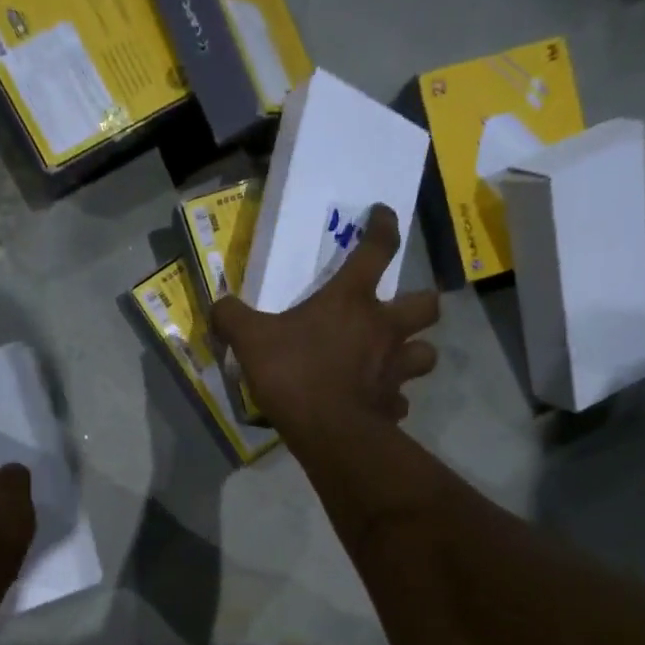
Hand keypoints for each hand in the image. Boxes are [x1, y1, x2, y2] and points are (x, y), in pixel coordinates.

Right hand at [212, 205, 439, 435]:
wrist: (327, 430)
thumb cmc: (293, 373)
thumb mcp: (251, 340)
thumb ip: (232, 317)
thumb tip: (218, 306)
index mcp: (351, 301)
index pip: (377, 249)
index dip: (383, 227)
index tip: (384, 214)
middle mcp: (383, 328)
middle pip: (426, 304)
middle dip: (421, 303)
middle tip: (401, 311)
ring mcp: (394, 369)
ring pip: (426, 354)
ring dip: (416, 353)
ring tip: (397, 360)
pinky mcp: (392, 405)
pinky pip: (400, 400)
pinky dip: (392, 400)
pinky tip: (377, 404)